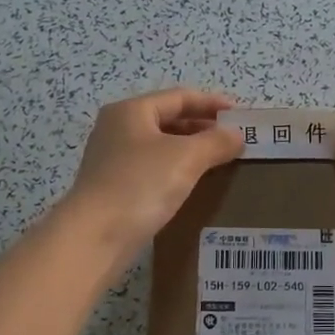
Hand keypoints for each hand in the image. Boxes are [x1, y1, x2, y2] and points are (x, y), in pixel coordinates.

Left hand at [62, 89, 243, 260]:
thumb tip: (237, 136)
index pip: (179, 97)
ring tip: (218, 160)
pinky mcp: (113, 187)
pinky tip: (193, 183)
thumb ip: (216, 142)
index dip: (211, 103)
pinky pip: (152, 168)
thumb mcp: (186, 157)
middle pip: (167, 119)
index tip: (239, 115)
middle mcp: (117, 129)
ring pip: (160, 145)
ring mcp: (112, 159)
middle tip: (232, 139)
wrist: (95, 236)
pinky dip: (176, 169)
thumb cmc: (141, 184)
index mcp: (131, 111)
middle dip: (202, 127)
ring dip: (190, 150)